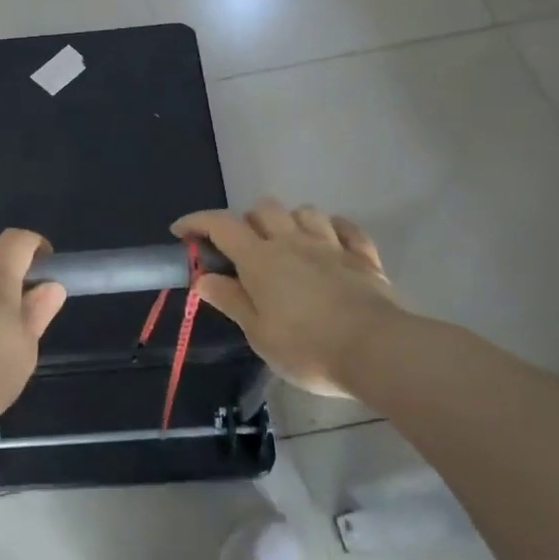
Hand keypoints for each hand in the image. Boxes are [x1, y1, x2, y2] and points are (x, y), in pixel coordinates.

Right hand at [173, 199, 408, 397]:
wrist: (377, 351)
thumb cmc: (307, 347)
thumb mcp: (258, 333)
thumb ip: (231, 300)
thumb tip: (202, 279)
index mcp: (260, 259)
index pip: (220, 225)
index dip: (196, 222)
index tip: (181, 232)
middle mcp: (292, 241)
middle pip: (263, 208)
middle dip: (247, 221)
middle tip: (242, 249)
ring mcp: (330, 245)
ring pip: (304, 211)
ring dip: (289, 221)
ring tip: (286, 243)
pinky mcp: (363, 257)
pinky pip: (347, 228)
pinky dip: (334, 229)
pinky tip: (330, 241)